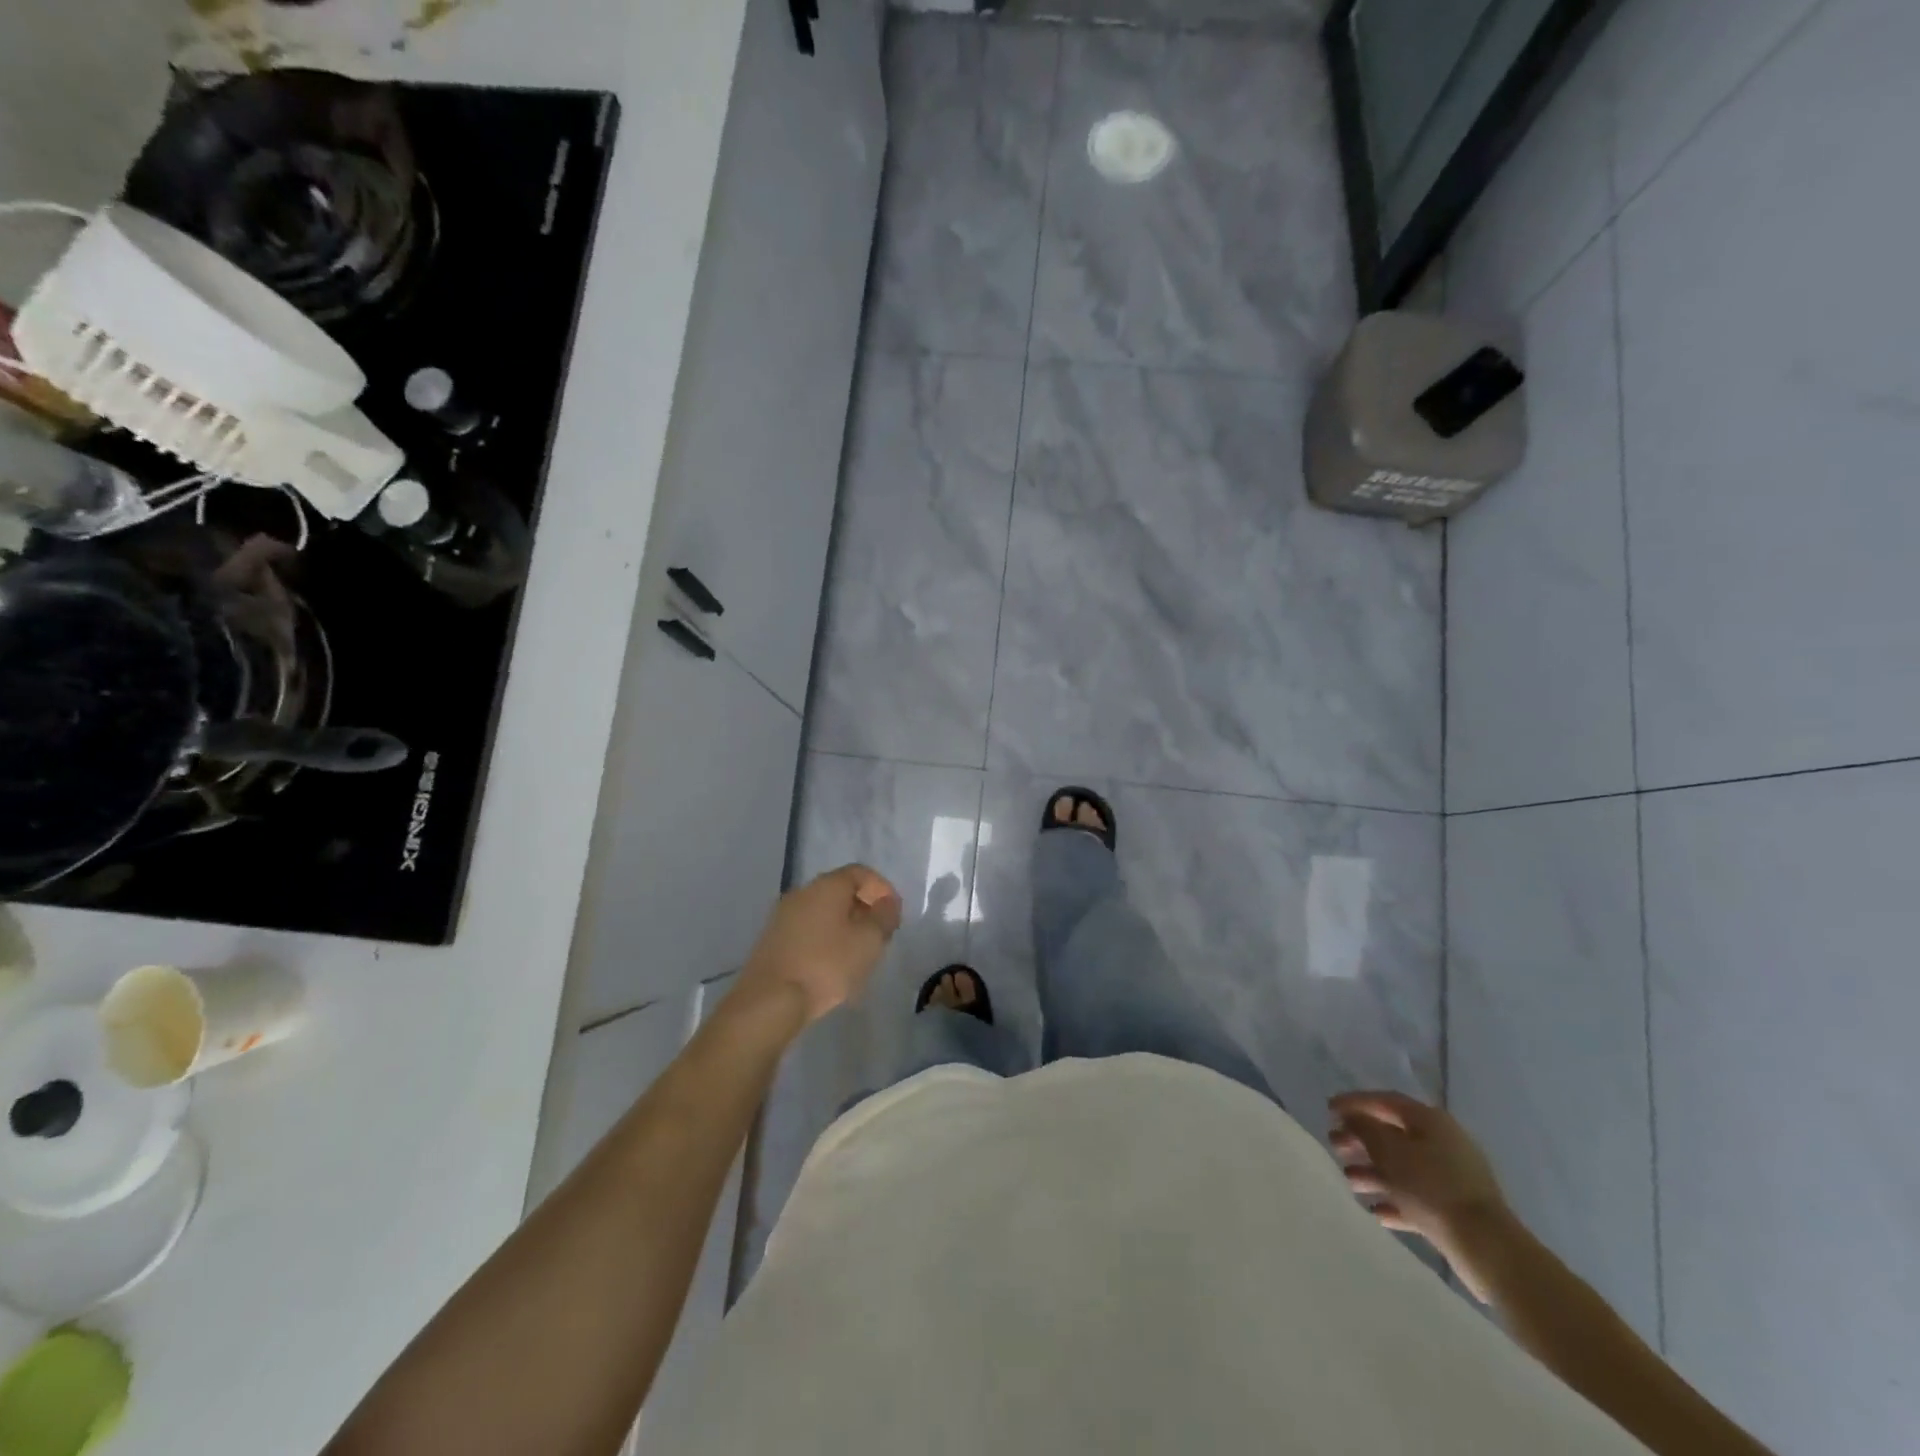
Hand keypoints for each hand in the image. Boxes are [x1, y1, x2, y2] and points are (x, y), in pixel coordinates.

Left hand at [734, 865, 901, 1025]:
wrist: (769, 1001)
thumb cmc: (826, 965)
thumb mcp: (868, 941)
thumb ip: (884, 916)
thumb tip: (887, 902)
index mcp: (827, 885)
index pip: (860, 873)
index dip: (882, 889)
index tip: (893, 915)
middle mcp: (802, 892)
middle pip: (840, 890)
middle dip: (864, 909)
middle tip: (879, 935)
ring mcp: (783, 915)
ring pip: (823, 911)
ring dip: (844, 926)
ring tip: (858, 954)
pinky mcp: (772, 939)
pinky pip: (807, 929)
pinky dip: (825, 939)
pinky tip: (831, 965)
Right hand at [1329, 1091, 1512, 1296]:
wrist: (1488, 1248)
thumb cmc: (1432, 1188)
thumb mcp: (1389, 1151)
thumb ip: (1365, 1129)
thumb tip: (1352, 1118)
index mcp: (1431, 1121)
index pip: (1386, 1101)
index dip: (1355, 1103)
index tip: (1328, 1110)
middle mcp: (1444, 1143)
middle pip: (1393, 1134)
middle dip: (1361, 1140)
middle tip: (1335, 1147)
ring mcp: (1453, 1177)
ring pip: (1403, 1168)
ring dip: (1374, 1172)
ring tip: (1349, 1182)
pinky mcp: (1456, 1209)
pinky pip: (1417, 1197)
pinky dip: (1395, 1200)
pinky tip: (1375, 1211)